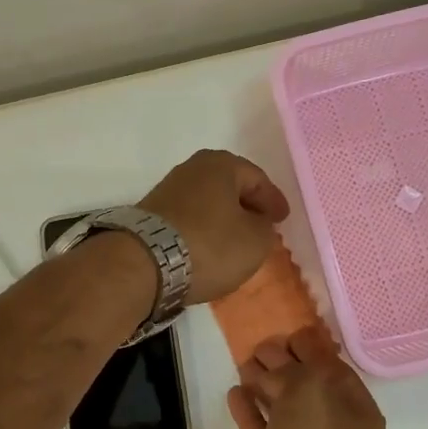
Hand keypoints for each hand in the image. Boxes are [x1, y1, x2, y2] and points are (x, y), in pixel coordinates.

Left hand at [140, 149, 290, 304]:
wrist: (144, 263)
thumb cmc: (210, 245)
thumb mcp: (255, 241)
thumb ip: (265, 229)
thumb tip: (257, 224)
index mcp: (221, 164)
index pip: (257, 179)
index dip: (273, 200)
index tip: (283, 219)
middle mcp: (191, 169)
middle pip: (229, 187)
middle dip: (246, 207)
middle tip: (261, 226)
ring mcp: (166, 190)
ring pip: (207, 203)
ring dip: (222, 220)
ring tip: (235, 241)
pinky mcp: (149, 215)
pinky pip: (188, 219)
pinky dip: (202, 231)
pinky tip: (208, 248)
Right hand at [228, 327, 386, 428]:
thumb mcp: (312, 392)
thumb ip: (296, 369)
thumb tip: (279, 360)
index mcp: (355, 410)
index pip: (333, 368)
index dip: (311, 348)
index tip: (287, 333)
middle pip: (306, 388)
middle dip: (285, 365)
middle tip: (259, 346)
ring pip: (282, 410)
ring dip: (264, 386)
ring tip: (244, 364)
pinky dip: (249, 413)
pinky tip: (235, 393)